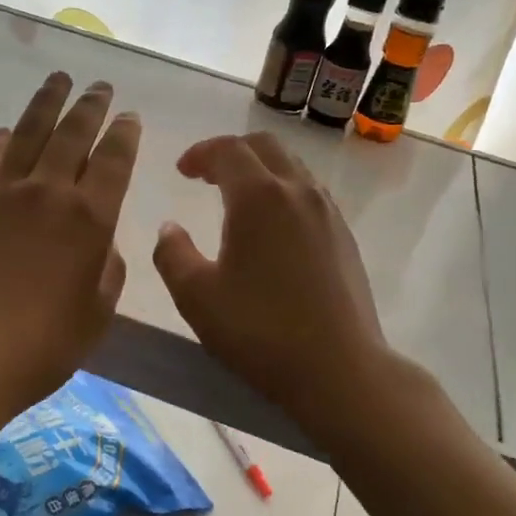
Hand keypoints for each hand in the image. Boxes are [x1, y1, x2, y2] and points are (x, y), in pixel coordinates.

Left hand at [0, 72, 140, 427]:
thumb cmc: (42, 345)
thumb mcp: (97, 312)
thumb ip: (107, 269)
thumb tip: (99, 242)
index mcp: (89, 219)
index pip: (114, 160)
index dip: (125, 134)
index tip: (130, 115)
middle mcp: (48, 193)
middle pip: (73, 134)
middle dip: (91, 106)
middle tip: (100, 86)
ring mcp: (1, 195)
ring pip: (28, 134)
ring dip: (46, 104)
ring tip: (58, 79)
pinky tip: (3, 134)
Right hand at [153, 132, 393, 430]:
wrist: (339, 369)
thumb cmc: (260, 331)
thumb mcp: (196, 297)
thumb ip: (173, 254)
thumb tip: (170, 228)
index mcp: (259, 197)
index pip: (228, 150)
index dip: (200, 153)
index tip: (182, 171)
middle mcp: (298, 192)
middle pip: (265, 147)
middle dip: (231, 152)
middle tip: (207, 176)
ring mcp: (328, 212)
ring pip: (293, 168)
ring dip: (261, 170)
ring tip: (238, 198)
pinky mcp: (345, 236)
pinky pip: (310, 193)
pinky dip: (284, 191)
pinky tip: (273, 227)